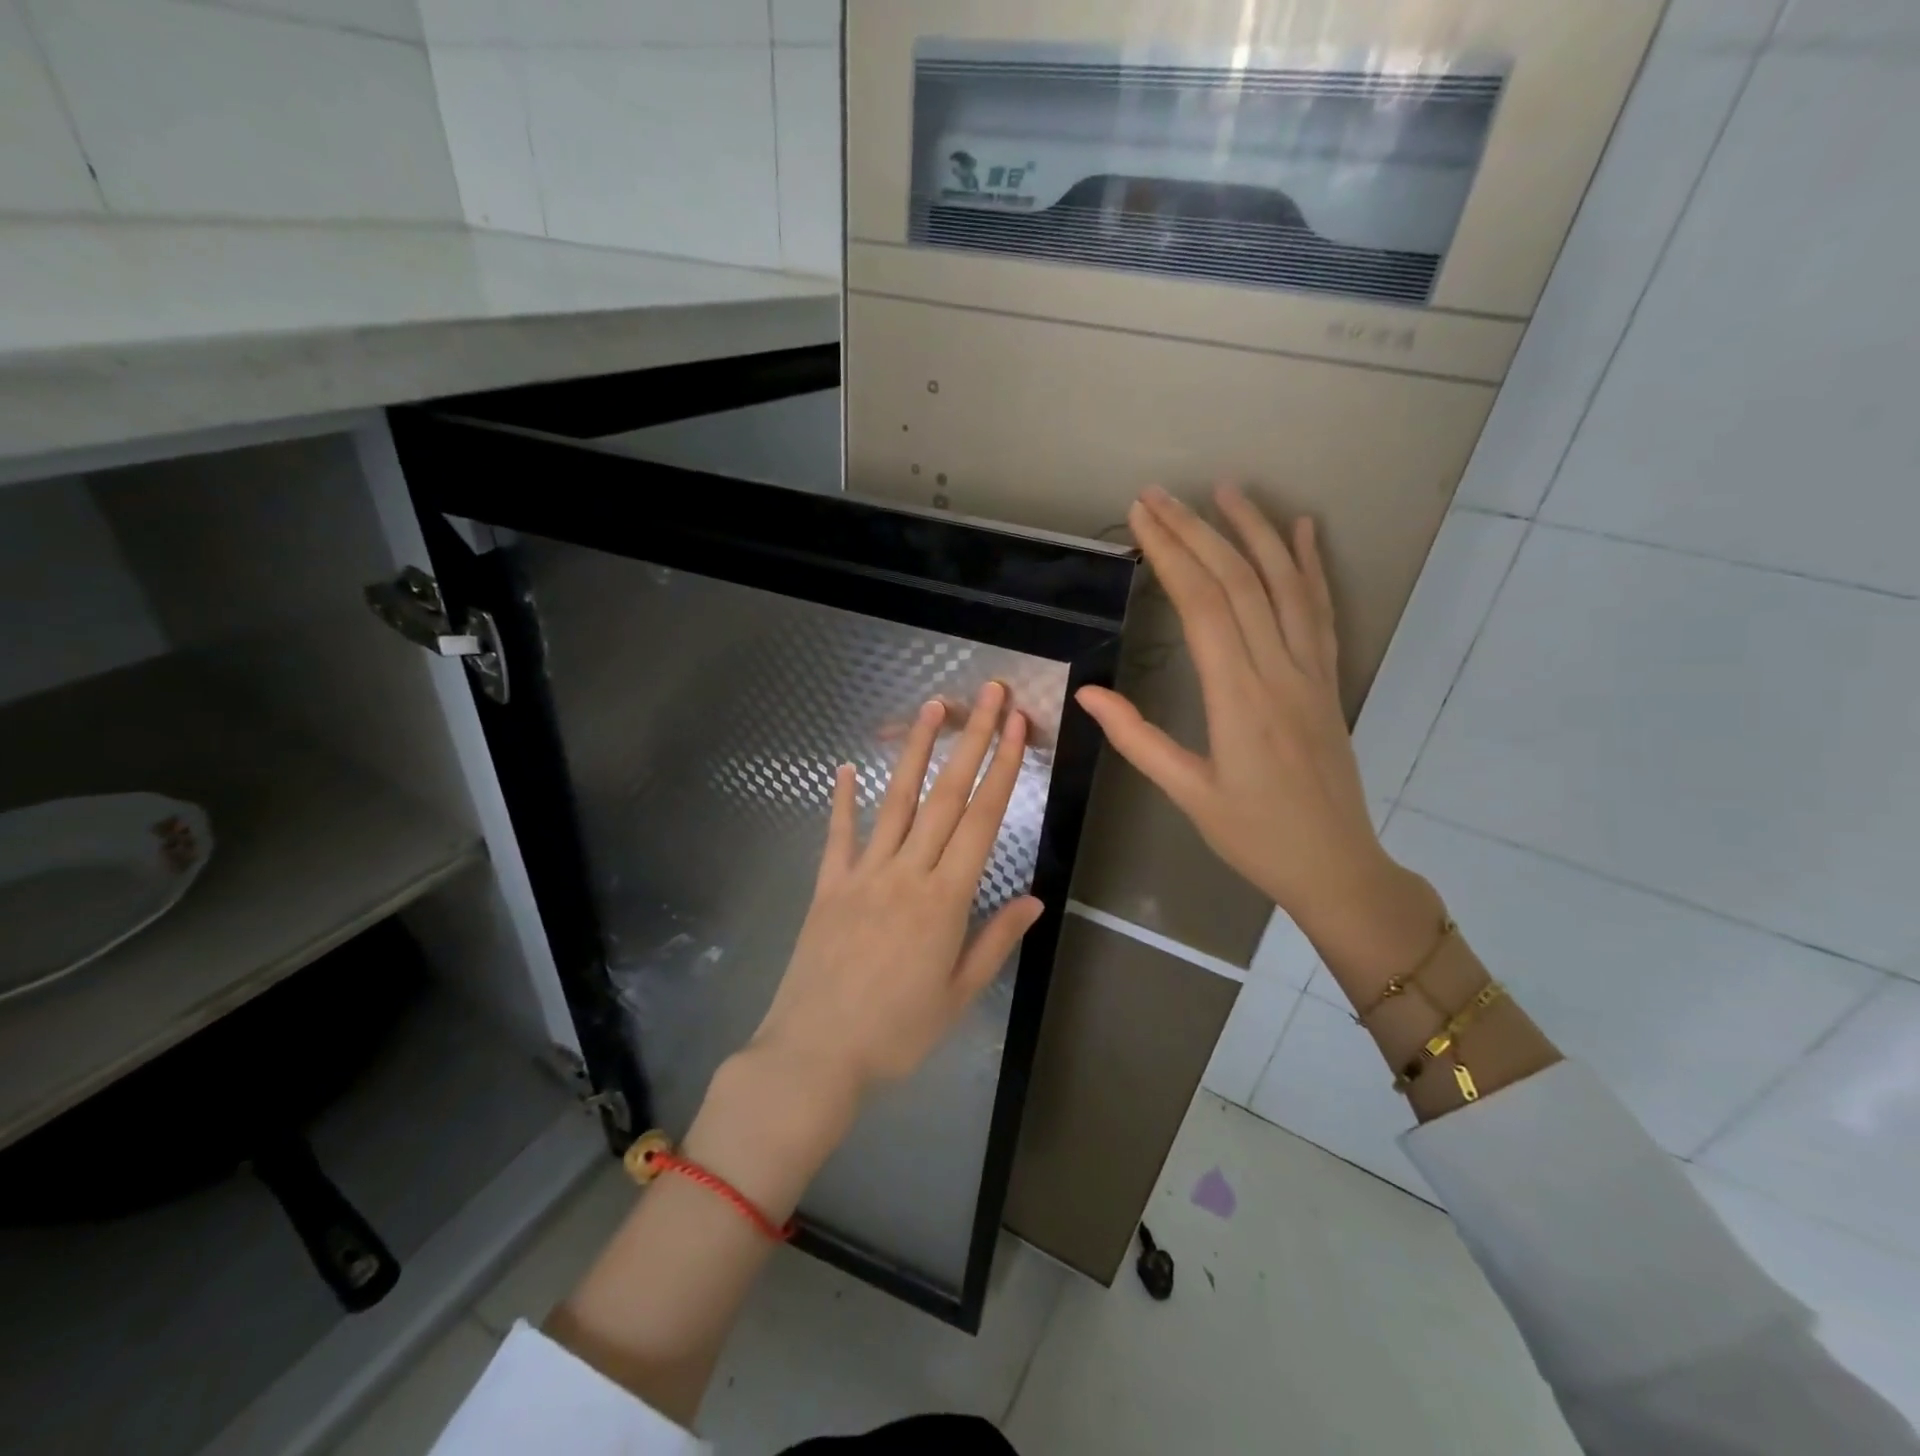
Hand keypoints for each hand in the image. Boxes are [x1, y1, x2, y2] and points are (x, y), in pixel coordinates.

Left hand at [750, 681, 1045, 1101]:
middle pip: (945, 797)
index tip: (1018, 728)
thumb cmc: (896, 1035)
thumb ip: (995, 941)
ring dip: (916, 751)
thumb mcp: (957, 996)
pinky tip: (844, 768)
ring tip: (932, 708)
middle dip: (973, 741)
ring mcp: (862, 874)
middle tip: (990, 695)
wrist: (814, 1056)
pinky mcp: (827, 886)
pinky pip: (838, 835)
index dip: (1003, 769)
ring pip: (895, 801)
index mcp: (945, 900)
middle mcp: (906, 873)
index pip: (981, 820)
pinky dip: (842, 800)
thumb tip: (1035, 898)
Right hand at [1076, 486, 1413, 943]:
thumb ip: (1137, 738)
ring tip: (1227, 489)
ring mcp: (1311, 671)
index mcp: (1238, 699)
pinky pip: (1321, 610)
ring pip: (1284, 585)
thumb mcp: (1187, 794)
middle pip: (1238, 583)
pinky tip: (1301, 530)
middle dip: (1196, 531)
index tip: (1142, 517)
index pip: (1201, 606)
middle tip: (1160, 494)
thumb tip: (1087, 693)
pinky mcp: (1328, 679)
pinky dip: (1310, 565)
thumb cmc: (1254, 836)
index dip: (1170, 554)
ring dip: (1254, 532)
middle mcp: (1279, 671)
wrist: (1335, 865)